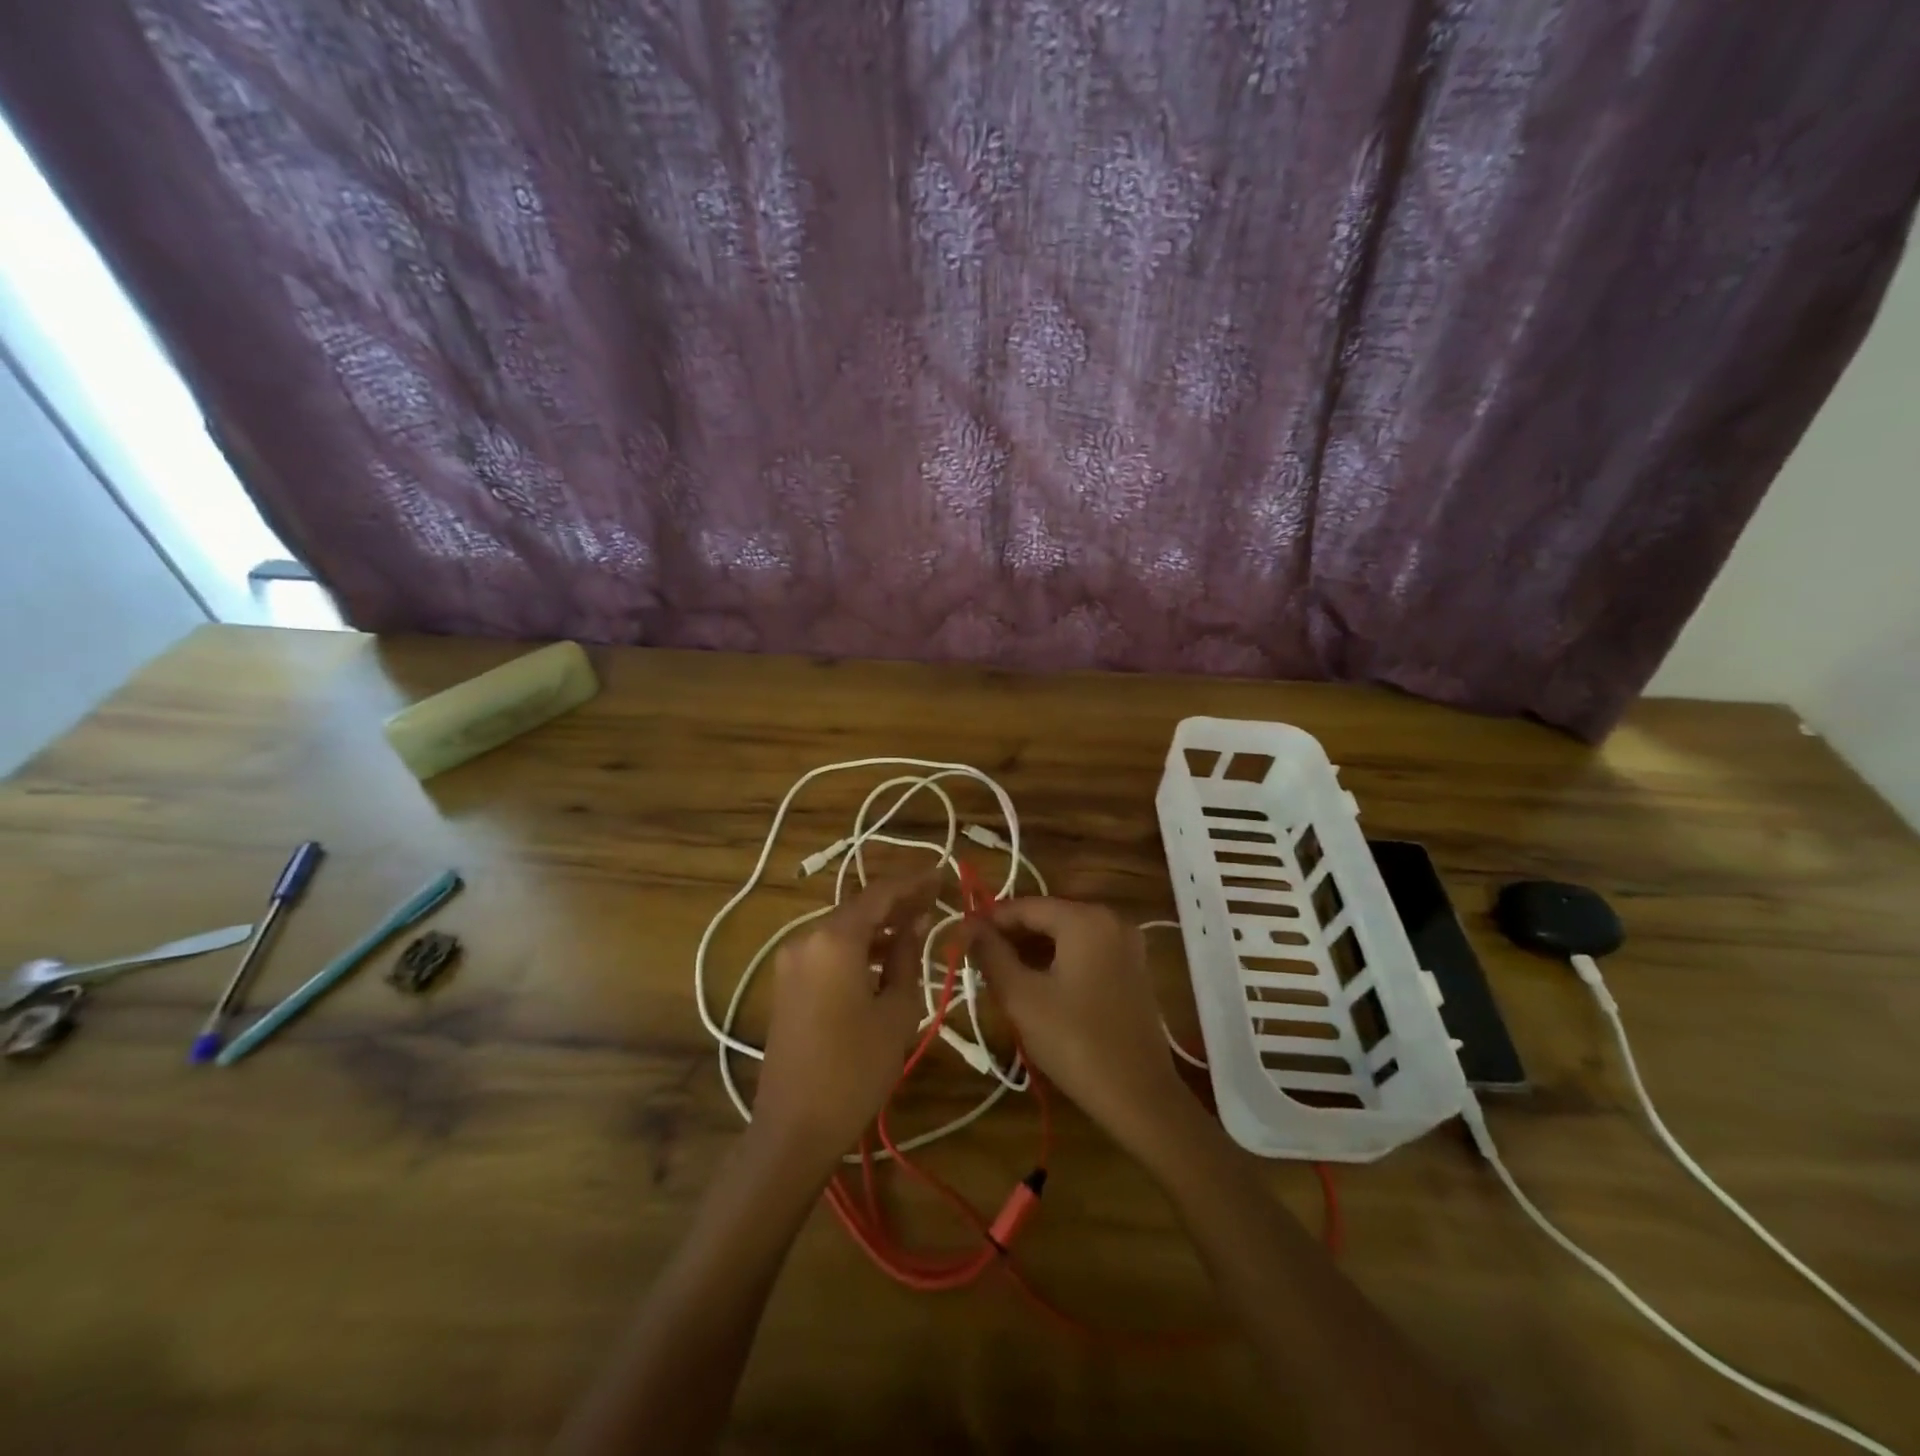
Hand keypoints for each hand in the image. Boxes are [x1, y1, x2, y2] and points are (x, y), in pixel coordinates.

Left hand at [751, 873, 935, 1167]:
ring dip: (878, 925)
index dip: (914, 883)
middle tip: (935, 898)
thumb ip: (907, 957)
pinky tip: (884, 955)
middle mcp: (806, 938)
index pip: (880, 894)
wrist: (794, 1127)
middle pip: (859, 907)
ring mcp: (791, 959)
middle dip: (897, 902)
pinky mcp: (787, 981)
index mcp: (834, 939)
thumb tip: (917, 923)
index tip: (942, 875)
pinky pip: (828, 949)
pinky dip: (857, 946)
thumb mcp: (896, 1011)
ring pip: (843, 928)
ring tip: (917, 925)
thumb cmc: (855, 1069)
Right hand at [963, 898, 1188, 1155]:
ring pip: (1065, 935)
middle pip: (1047, 917)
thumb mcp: (1022, 997)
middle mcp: (1110, 919)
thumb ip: (991, 954)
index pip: (1025, 906)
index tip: (960, 938)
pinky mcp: (1132, 968)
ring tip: (998, 974)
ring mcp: (1126, 944)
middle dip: (1010, 936)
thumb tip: (966, 926)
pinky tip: (1034, 983)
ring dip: (1032, 950)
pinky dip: (1057, 960)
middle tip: (976, 960)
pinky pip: (1085, 951)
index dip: (989, 920)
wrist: (1140, 1097)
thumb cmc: (1075, 1043)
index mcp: (1085, 919)